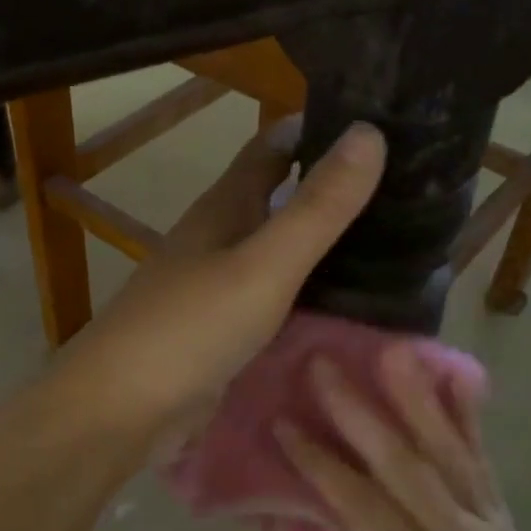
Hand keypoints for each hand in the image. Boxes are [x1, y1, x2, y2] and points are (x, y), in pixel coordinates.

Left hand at [54, 118, 385, 445]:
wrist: (122, 410)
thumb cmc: (190, 328)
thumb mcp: (263, 264)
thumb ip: (317, 208)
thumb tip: (369, 130)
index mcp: (224, 208)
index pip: (273, 147)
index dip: (318, 128)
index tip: (381, 121)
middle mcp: (219, 239)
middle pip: (279, 199)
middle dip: (332, 190)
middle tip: (409, 191)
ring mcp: (217, 287)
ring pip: (279, 252)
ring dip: (324, 245)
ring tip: (399, 244)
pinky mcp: (222, 332)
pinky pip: (275, 300)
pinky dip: (309, 294)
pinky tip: (349, 305)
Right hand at [275, 348, 530, 530]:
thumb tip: (326, 512)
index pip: (364, 509)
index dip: (321, 464)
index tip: (284, 424)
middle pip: (406, 467)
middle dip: (360, 413)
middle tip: (325, 367)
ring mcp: (490, 522)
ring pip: (449, 451)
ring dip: (416, 398)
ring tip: (391, 352)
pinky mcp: (502, 513)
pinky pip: (482, 458)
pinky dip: (467, 415)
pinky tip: (455, 377)